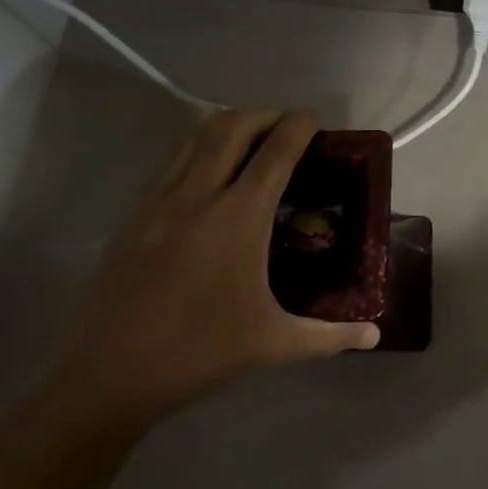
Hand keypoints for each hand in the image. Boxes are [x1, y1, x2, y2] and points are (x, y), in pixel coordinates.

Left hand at [51, 109, 379, 435]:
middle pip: (232, 127)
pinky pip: (171, 161)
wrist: (112, 373)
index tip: (314, 117)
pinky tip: (208, 174)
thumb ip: (332, 336)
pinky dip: (196, 149)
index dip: (298, 126)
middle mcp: (199, 195)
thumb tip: (375, 336)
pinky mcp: (134, 215)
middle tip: (287, 127)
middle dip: (264, 115)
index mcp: (240, 217)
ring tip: (251, 139)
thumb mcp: (276, 344)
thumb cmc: (202, 351)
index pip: (276, 152)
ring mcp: (160, 201)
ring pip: (194, 137)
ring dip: (228, 126)